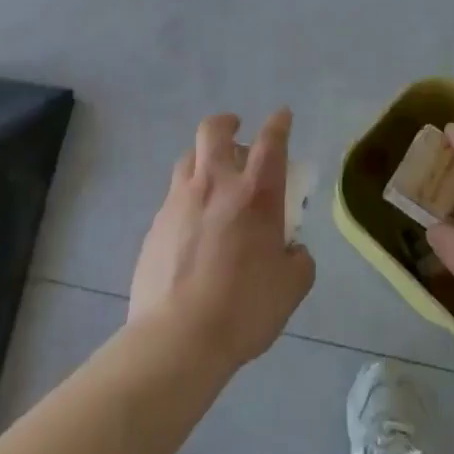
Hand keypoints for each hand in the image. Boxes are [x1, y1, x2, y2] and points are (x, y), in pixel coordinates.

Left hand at [129, 109, 315, 369]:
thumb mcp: (291, 287)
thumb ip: (298, 260)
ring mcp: (179, 201)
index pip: (271, 142)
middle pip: (214, 131)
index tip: (282, 116)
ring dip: (203, 158)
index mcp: (255, 194)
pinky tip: (192, 226)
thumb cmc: (244, 309)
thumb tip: (291, 250)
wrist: (178, 338)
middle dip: (227, 123)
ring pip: (188, 158)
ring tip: (212, 177)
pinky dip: (187, 198)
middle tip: (236, 131)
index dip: (279, 123)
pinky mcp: (155, 224)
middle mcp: (215, 185)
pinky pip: (173, 197)